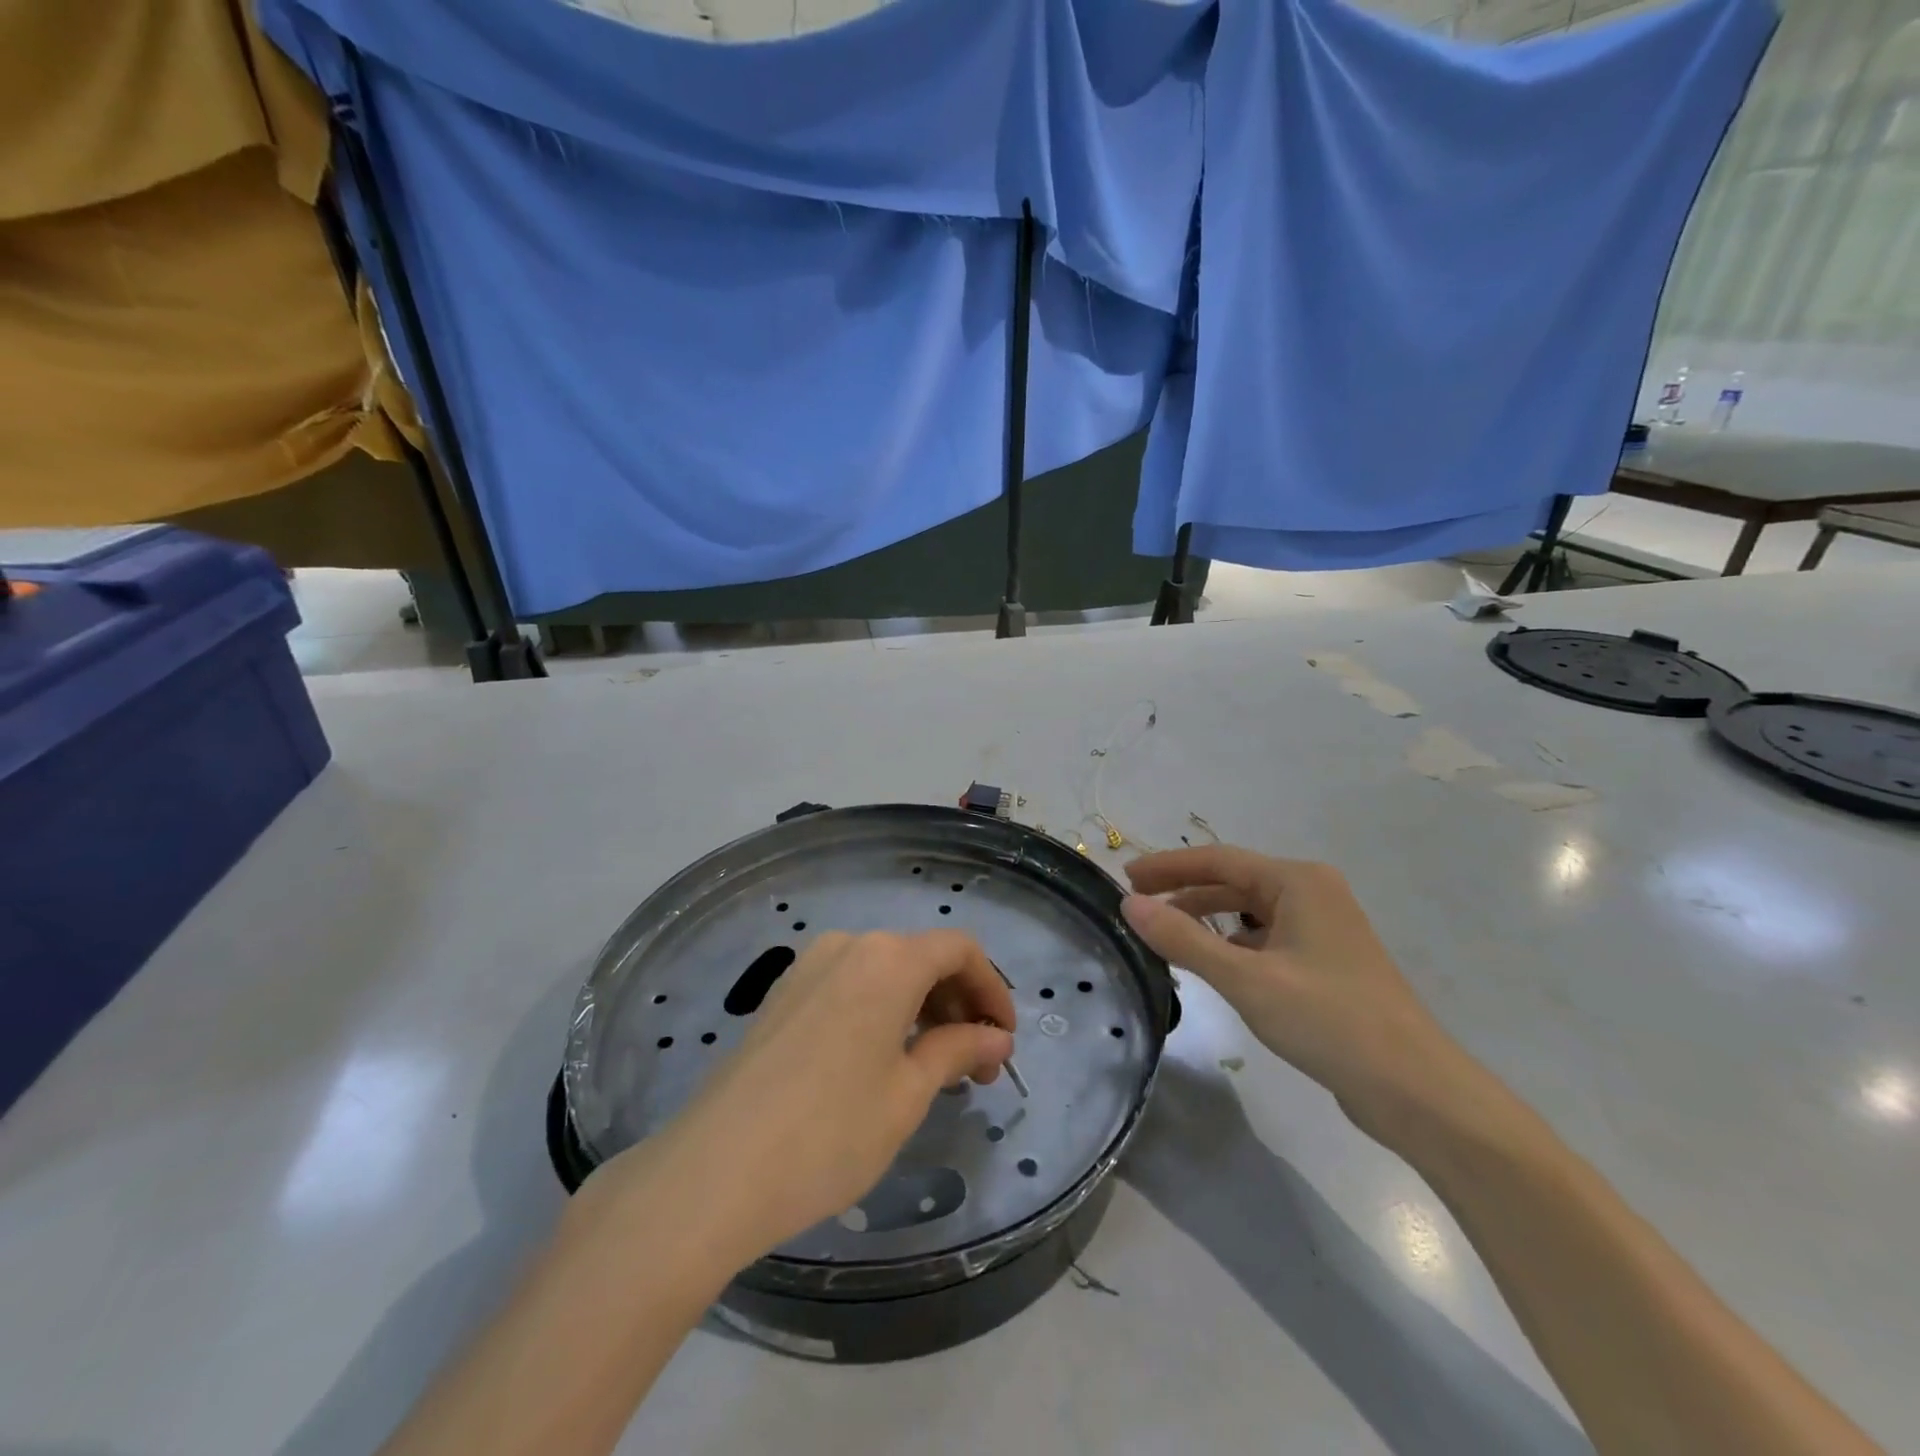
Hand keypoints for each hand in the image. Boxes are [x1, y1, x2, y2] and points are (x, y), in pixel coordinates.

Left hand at [576, 930, 1014, 1267]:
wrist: (713, 1172)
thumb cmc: (829, 1132)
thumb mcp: (907, 1094)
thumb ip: (957, 1051)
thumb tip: (996, 1037)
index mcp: (887, 959)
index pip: (959, 951)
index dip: (992, 990)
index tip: (1004, 1040)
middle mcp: (849, 946)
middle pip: (922, 958)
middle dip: (959, 1004)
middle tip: (977, 1067)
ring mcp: (808, 967)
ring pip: (885, 973)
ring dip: (921, 1009)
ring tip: (934, 1068)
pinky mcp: (782, 995)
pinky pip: (850, 987)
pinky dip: (882, 1011)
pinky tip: (884, 1060)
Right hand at [1123, 846, 1479, 1145]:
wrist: (1415, 1089)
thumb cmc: (1329, 1020)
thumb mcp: (1246, 979)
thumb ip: (1184, 939)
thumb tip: (1129, 905)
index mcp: (1298, 882)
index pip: (1218, 860)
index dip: (1168, 866)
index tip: (1125, 877)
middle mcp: (1312, 893)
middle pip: (1234, 882)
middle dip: (1184, 892)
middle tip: (1137, 907)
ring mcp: (1323, 929)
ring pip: (1250, 913)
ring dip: (1207, 919)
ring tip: (1165, 936)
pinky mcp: (1326, 962)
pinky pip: (1266, 939)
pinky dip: (1233, 944)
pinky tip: (1212, 965)